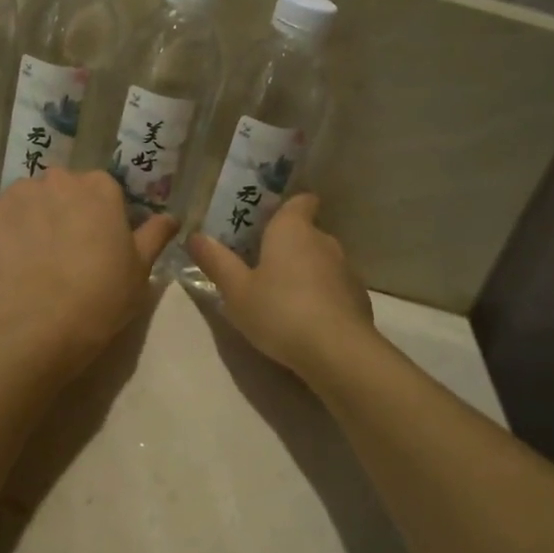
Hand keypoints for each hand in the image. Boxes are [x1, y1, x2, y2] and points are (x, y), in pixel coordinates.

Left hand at [0, 169, 176, 371]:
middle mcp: (58, 179)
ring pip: (25, 202)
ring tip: (31, 261)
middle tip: (64, 253)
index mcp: (100, 187)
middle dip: (61, 213)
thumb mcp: (141, 268)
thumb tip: (171, 218)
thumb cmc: (103, 294)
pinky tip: (7, 265)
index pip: (101, 191)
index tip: (97, 245)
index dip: (98, 218)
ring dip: (29, 221)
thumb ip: (154, 235)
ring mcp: (17, 194)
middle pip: (60, 190)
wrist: (42, 321)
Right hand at [187, 194, 375, 376]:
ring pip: (320, 261)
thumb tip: (195, 235)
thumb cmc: (280, 311)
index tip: (265, 222)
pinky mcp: (358, 297)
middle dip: (287, 245)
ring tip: (280, 296)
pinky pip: (334, 287)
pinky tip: (305, 319)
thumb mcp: (236, 291)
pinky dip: (320, 295)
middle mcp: (324, 240)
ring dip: (304, 272)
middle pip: (306, 232)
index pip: (300, 200)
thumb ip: (216, 261)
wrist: (338, 352)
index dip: (286, 207)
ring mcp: (346, 269)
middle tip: (259, 264)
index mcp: (292, 229)